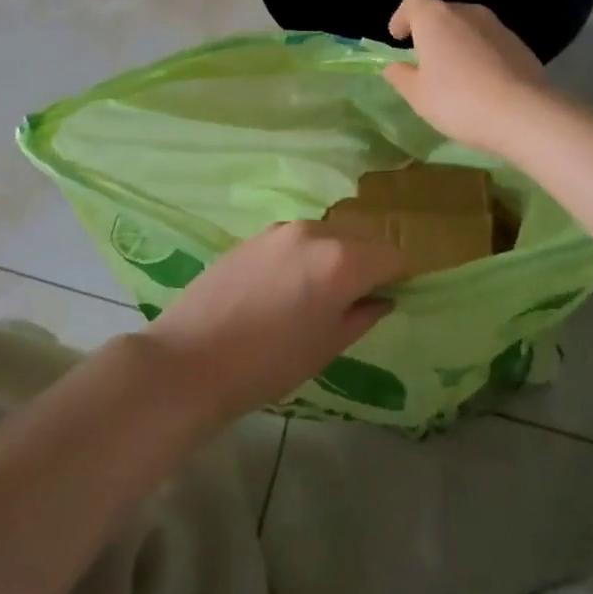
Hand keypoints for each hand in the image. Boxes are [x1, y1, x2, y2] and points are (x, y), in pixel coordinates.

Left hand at [142, 223, 404, 420]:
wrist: (191, 359)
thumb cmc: (269, 363)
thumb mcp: (327, 346)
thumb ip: (362, 315)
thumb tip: (383, 299)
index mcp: (341, 260)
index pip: (391, 254)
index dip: (401, 273)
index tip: (400, 291)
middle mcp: (314, 232)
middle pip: (358, 240)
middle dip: (367, 263)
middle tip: (361, 297)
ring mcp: (280, 230)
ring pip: (325, 237)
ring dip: (333, 258)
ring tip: (320, 294)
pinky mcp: (253, 236)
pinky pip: (295, 241)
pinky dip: (304, 257)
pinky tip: (287, 288)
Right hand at [382, 0, 548, 154]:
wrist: (523, 113)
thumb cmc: (458, 100)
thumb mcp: (418, 95)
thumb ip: (401, 76)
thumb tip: (394, 66)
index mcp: (436, 18)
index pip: (413, 3)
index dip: (402, 18)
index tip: (398, 38)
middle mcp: (468, 12)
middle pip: (442, 13)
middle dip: (430, 32)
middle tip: (424, 60)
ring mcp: (498, 27)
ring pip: (469, 28)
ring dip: (457, 43)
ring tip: (454, 74)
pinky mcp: (520, 45)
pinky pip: (490, 43)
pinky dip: (480, 55)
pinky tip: (481, 83)